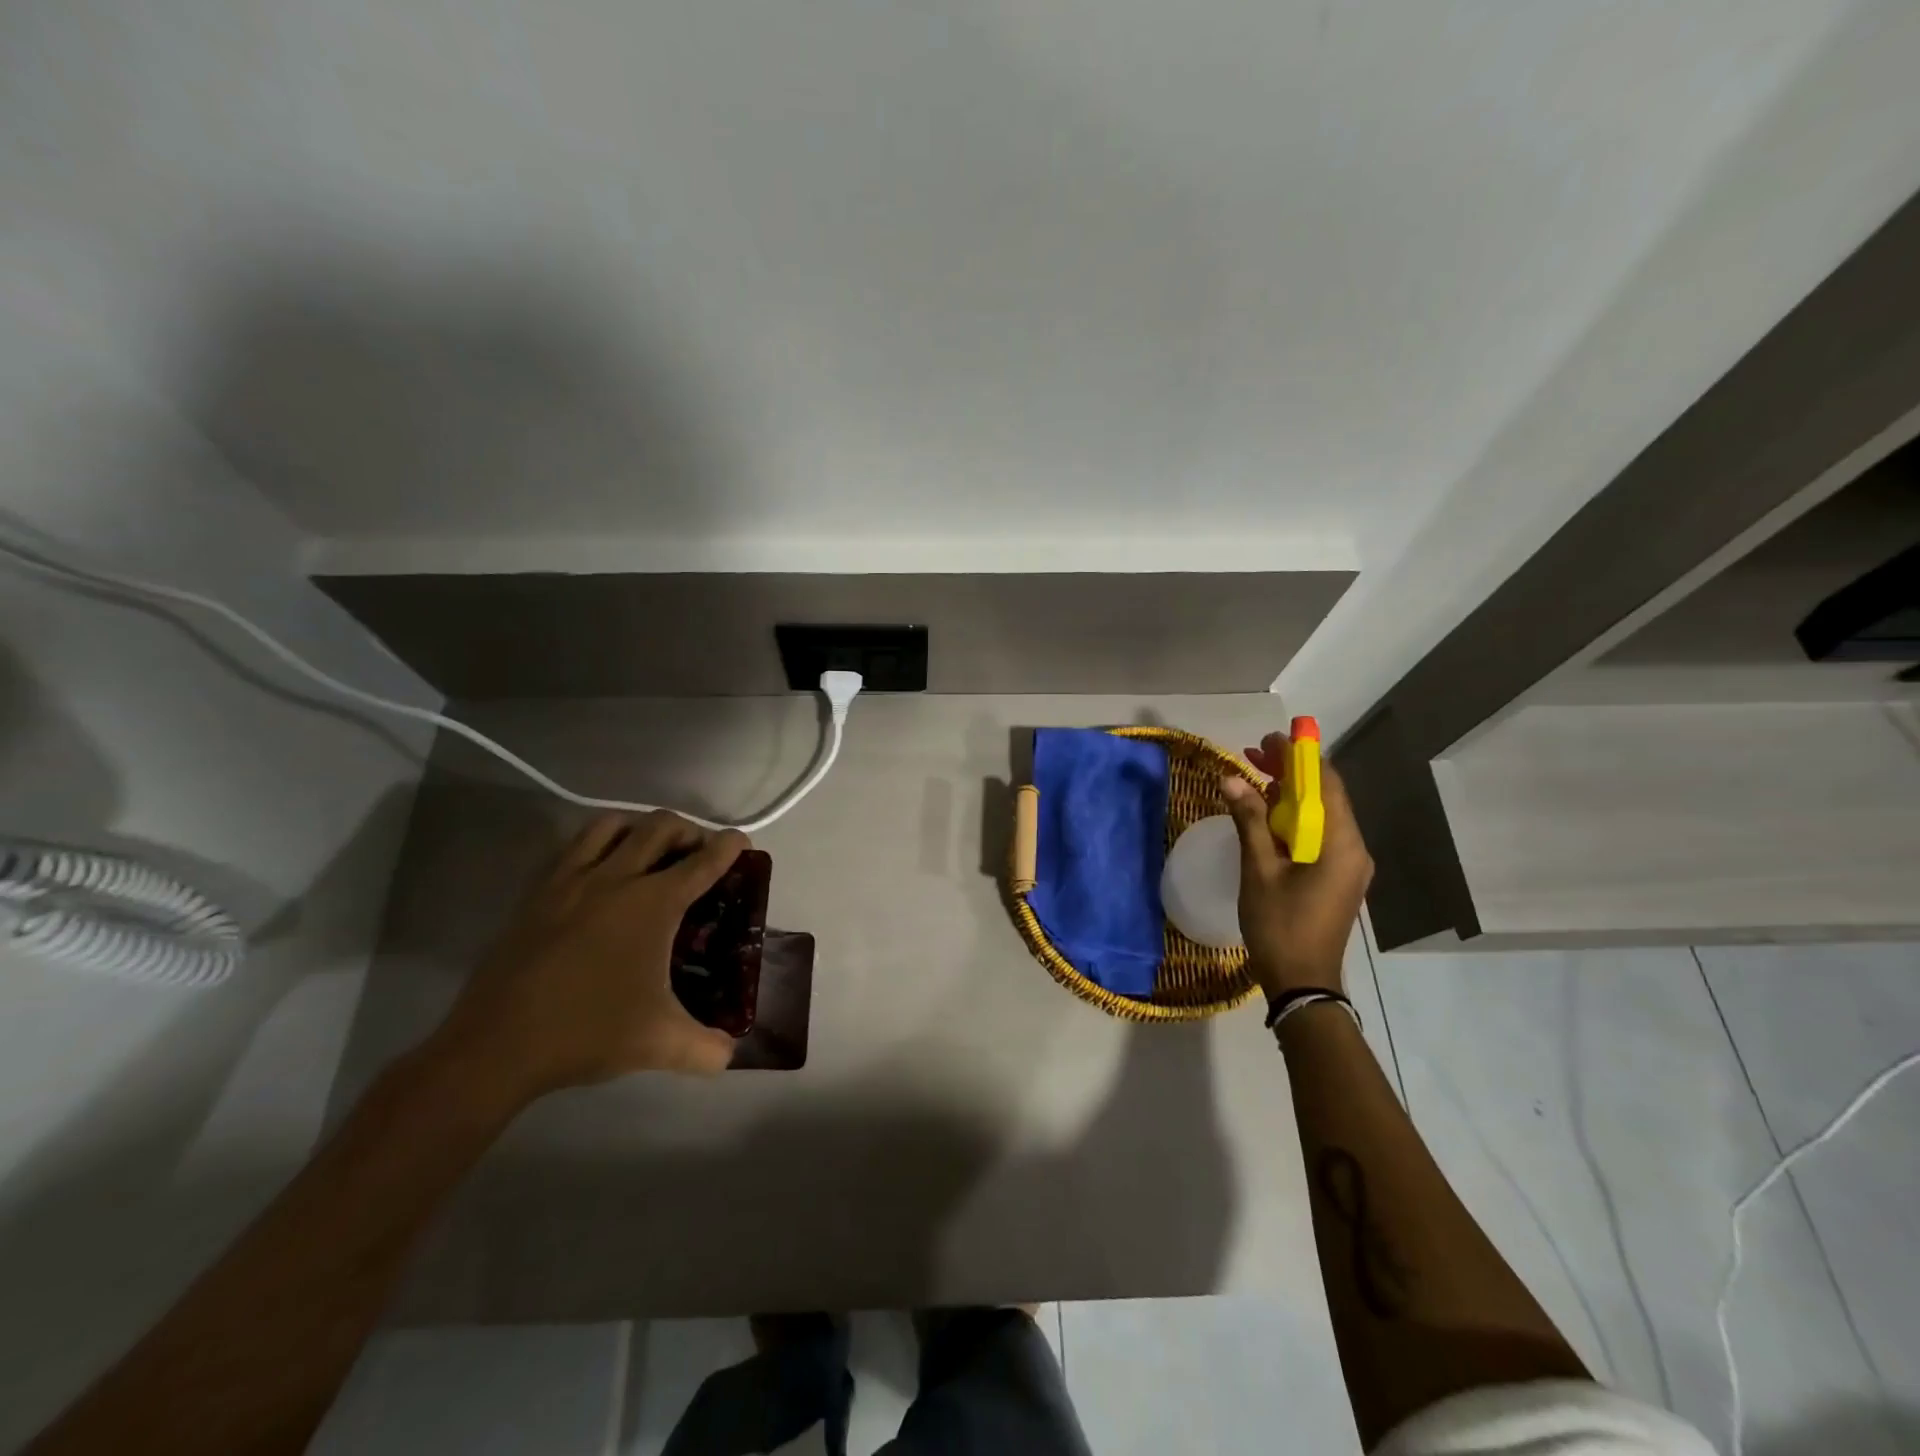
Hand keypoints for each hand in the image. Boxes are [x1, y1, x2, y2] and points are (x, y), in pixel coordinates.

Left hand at [432, 812, 744, 1105]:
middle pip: (660, 827)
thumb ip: (706, 1049)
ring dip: (640, 827)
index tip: (741, 842)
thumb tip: (730, 1055)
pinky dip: (599, 843)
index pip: (703, 862)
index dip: (728, 847)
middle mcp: (617, 878)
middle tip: (698, 853)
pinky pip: (574, 847)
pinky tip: (601, 870)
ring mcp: (572, 881)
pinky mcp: (539, 893)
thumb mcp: (660, 1044)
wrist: (497, 1045)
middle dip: (689, 830)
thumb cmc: (588, 1032)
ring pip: (612, 825)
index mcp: (654, 904)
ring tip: (650, 849)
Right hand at [1220, 733, 1373, 997]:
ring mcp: (1348, 865)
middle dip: (1291, 772)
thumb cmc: (1280, 926)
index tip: (1269, 739)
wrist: (1303, 983)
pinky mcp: (1337, 877)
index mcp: (1342, 844)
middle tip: (1254, 754)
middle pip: (1324, 796)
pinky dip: (1292, 818)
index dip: (1299, 756)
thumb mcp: (1259, 870)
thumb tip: (1231, 778)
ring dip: (1289, 794)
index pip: (1326, 784)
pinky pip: (1318, 835)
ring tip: (1254, 777)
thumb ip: (1249, 821)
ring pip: (1320, 815)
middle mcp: (1354, 849)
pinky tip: (1265, 815)